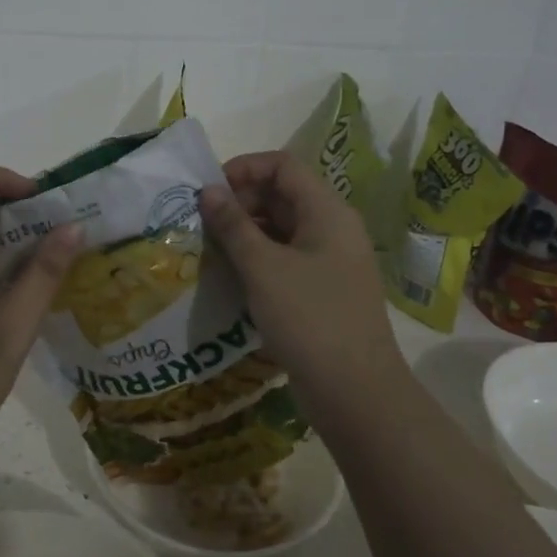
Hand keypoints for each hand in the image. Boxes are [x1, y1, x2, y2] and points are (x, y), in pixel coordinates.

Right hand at [200, 151, 405, 432]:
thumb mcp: (263, 267)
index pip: (283, 166)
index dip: (243, 169)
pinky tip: (230, 277)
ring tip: (209, 250)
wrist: (354, 390)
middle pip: (282, 195)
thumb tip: (207, 190)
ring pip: (282, 230)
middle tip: (202, 224)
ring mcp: (329, 261)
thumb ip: (233, 225)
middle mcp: (332, 229)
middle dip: (240, 202)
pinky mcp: (322, 291)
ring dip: (245, 233)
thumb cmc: (309, 318)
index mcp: (327, 211)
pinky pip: (285, 259)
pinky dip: (257, 260)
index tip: (207, 191)